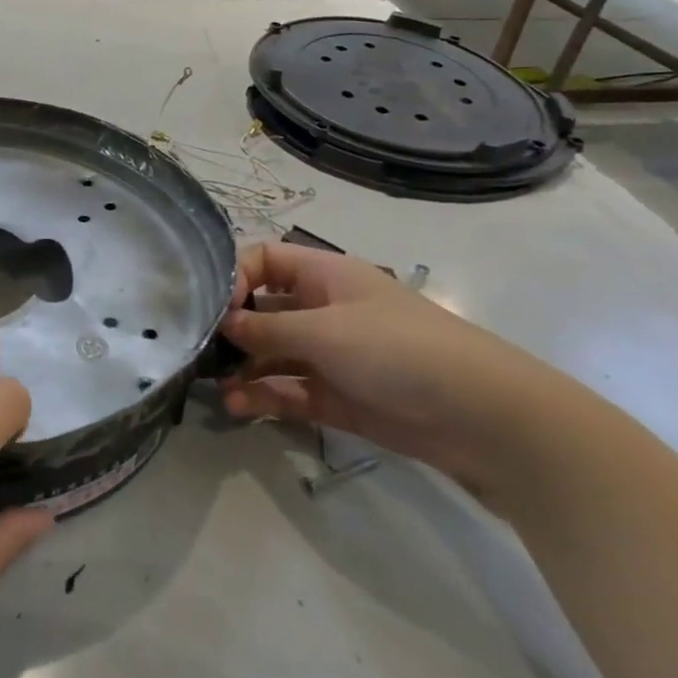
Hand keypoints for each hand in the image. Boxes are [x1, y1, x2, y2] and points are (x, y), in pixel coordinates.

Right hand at [219, 244, 582, 510]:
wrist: (480, 415)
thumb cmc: (398, 349)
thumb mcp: (325, 331)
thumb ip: (267, 329)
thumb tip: (221, 323)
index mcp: (324, 276)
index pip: (265, 261)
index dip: (236, 277)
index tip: (214, 307)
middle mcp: (323, 310)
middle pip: (263, 310)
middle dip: (231, 329)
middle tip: (198, 351)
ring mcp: (329, 355)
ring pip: (272, 355)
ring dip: (243, 369)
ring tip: (216, 388)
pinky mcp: (336, 397)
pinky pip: (289, 391)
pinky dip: (264, 397)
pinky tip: (239, 407)